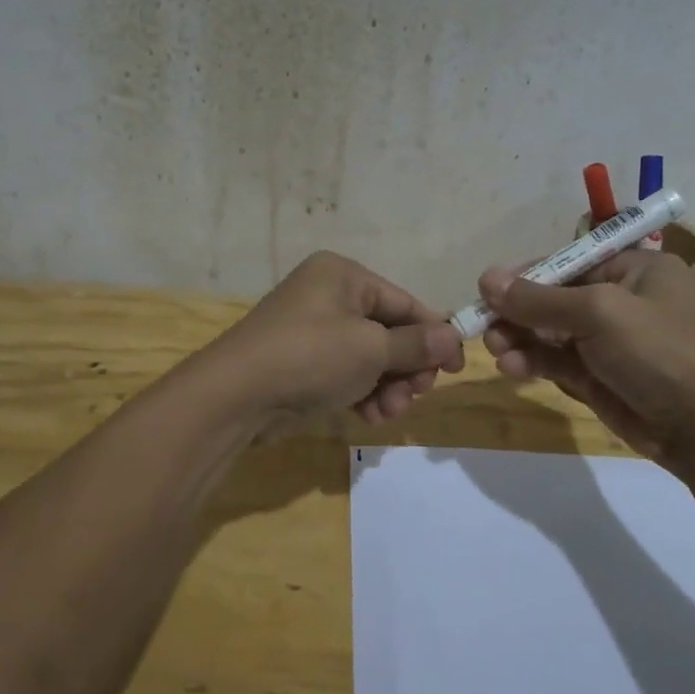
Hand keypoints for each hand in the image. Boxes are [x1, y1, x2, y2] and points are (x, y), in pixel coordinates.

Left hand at [211, 252, 465, 426]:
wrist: (236, 396)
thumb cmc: (311, 357)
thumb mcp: (371, 349)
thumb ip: (416, 345)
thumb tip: (454, 338)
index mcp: (343, 276)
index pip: (404, 303)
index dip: (435, 334)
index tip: (458, 367)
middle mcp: (328, 296)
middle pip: (388, 332)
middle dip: (406, 368)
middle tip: (416, 395)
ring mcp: (312, 331)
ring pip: (369, 359)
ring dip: (387, 387)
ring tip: (388, 412)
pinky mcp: (302, 364)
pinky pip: (346, 374)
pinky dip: (362, 394)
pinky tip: (368, 417)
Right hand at [479, 251, 694, 463]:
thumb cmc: (659, 353)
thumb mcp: (598, 314)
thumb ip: (539, 299)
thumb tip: (486, 278)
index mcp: (634, 269)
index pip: (568, 262)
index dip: (526, 275)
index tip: (487, 289)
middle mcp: (620, 300)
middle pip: (554, 298)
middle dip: (518, 312)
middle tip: (484, 325)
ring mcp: (609, 342)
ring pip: (550, 333)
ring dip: (520, 339)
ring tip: (496, 349)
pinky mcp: (598, 376)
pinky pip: (556, 362)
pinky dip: (533, 362)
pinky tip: (512, 368)